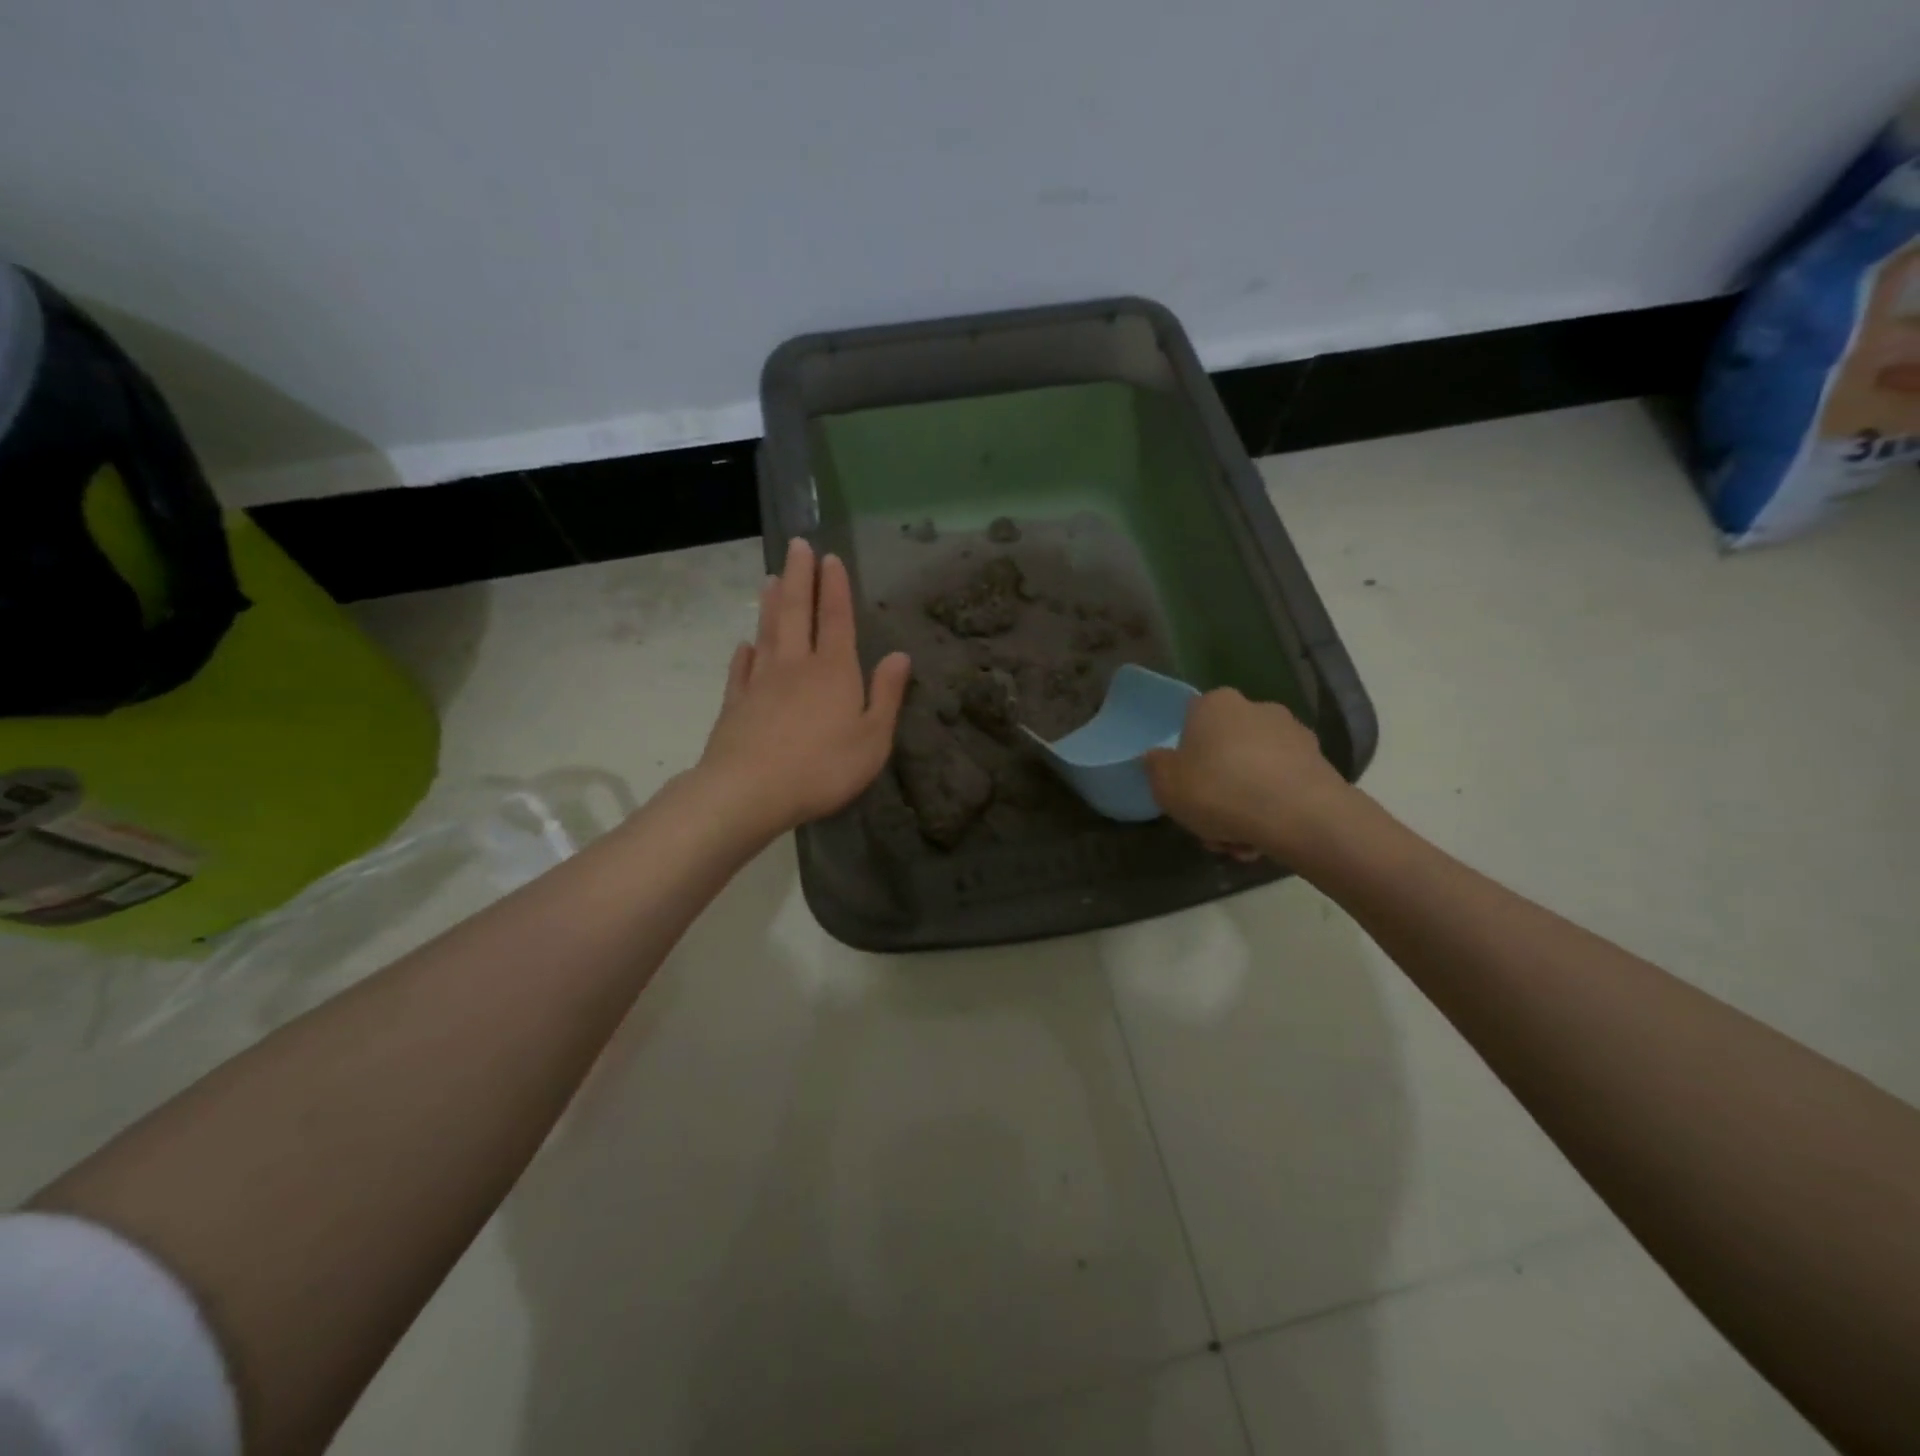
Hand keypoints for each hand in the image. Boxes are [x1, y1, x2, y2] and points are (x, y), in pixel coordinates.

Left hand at [696, 538, 910, 837]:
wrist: (750, 790)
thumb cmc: (823, 767)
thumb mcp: (873, 738)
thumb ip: (887, 695)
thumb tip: (900, 656)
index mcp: (834, 670)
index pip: (835, 618)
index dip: (834, 587)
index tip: (829, 557)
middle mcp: (795, 666)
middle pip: (796, 612)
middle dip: (798, 577)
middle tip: (796, 545)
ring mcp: (760, 683)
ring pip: (767, 633)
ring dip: (770, 604)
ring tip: (770, 578)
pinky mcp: (736, 705)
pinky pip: (741, 671)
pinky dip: (744, 654)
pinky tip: (745, 645)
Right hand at [1145, 689, 1353, 861]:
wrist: (1299, 816)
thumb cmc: (1219, 791)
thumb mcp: (1166, 785)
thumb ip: (1156, 767)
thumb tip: (1157, 757)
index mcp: (1215, 704)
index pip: (1191, 721)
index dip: (1185, 757)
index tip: (1185, 788)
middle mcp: (1256, 708)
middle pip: (1225, 750)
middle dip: (1217, 788)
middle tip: (1211, 825)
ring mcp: (1292, 734)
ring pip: (1254, 772)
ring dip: (1243, 805)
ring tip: (1239, 843)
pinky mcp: (1319, 763)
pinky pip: (1282, 785)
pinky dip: (1272, 808)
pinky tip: (1265, 839)